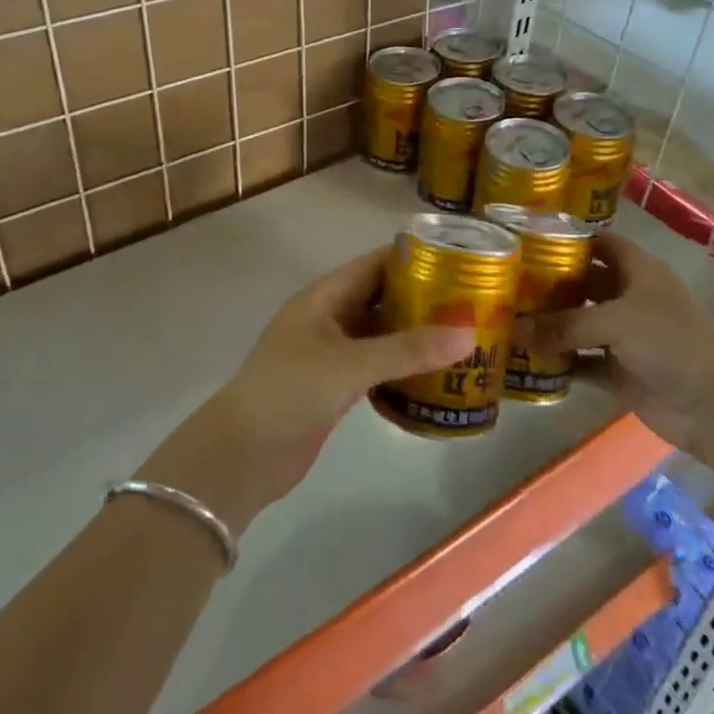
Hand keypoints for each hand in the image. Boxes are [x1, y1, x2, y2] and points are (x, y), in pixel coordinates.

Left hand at [137, 248, 475, 537]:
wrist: (243, 454)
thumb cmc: (291, 391)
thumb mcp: (351, 364)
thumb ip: (408, 349)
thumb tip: (469, 334)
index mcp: (323, 297)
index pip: (373, 265)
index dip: (411, 259)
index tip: (457, 260)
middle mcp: (326, 318)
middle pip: (379, 298)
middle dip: (420, 299)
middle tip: (470, 302)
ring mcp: (329, 354)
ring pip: (379, 335)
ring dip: (413, 336)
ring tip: (462, 336)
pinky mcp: (333, 387)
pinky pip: (375, 367)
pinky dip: (401, 368)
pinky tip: (434, 375)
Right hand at [517, 233, 713, 454]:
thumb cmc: (670, 342)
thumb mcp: (615, 322)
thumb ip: (563, 326)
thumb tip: (514, 331)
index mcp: (638, 271)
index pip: (598, 243)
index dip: (568, 239)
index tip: (527, 240)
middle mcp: (630, 298)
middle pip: (584, 285)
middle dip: (550, 285)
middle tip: (506, 283)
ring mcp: (626, 337)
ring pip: (580, 325)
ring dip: (551, 326)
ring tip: (508, 320)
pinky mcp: (622, 372)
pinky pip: (583, 362)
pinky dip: (561, 363)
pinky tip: (528, 360)